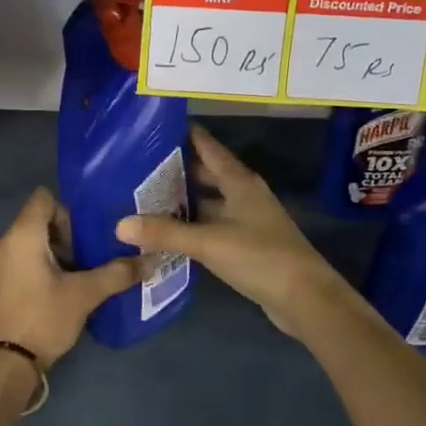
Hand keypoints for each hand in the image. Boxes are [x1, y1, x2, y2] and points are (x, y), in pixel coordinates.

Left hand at [0, 189, 140, 366]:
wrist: (3, 365)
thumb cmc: (43, 318)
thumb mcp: (85, 295)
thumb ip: (117, 273)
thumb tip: (152, 259)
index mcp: (21, 234)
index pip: (43, 198)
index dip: (68, 211)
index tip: (85, 237)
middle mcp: (2, 242)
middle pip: (37, 222)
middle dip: (64, 237)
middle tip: (87, 261)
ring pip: (28, 244)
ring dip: (51, 255)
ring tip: (75, 279)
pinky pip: (17, 262)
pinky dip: (36, 269)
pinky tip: (54, 294)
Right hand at [117, 125, 356, 341]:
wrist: (305, 298)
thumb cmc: (259, 256)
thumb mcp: (208, 242)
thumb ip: (165, 233)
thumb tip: (120, 224)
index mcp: (239, 182)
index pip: (208, 147)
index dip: (185, 135)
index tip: (155, 127)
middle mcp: (244, 195)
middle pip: (207, 174)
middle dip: (177, 170)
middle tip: (139, 167)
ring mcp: (248, 220)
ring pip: (209, 202)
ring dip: (183, 201)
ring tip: (146, 198)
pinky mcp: (247, 245)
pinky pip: (213, 227)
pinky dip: (192, 226)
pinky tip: (169, 233)